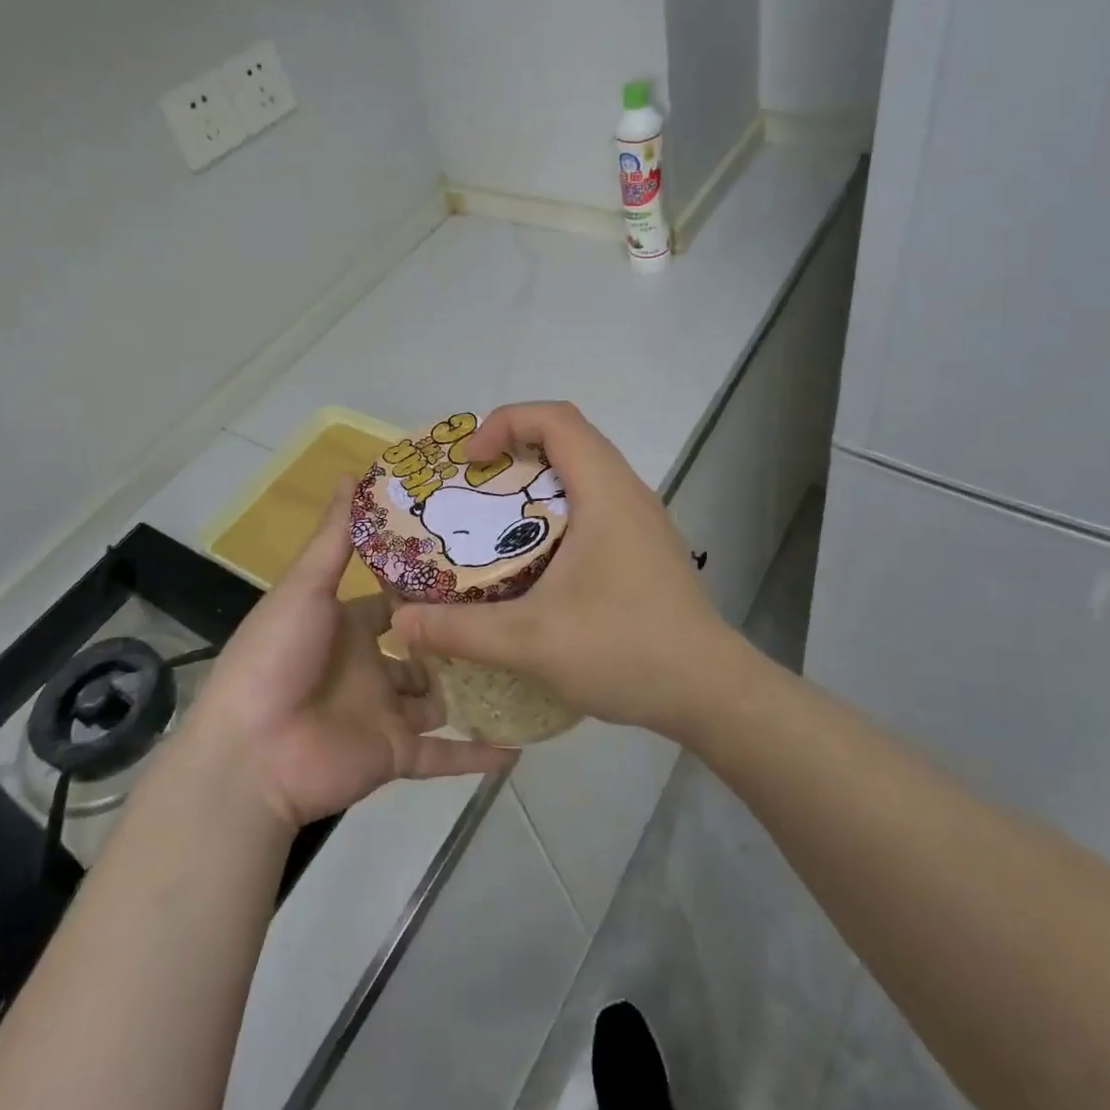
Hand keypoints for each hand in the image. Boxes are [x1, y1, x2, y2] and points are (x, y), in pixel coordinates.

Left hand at [186, 481, 513, 829]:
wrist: (250, 755)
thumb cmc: (277, 658)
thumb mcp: (306, 588)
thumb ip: (336, 537)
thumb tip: (354, 472)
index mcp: (349, 626)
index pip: (398, 600)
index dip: (431, 584)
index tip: (479, 558)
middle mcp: (372, 666)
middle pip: (426, 647)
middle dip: (461, 634)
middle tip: (517, 609)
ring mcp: (386, 712)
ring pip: (441, 697)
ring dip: (476, 685)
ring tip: (528, 663)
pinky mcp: (397, 754)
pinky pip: (445, 755)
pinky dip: (478, 755)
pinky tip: (520, 747)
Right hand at [393, 402, 751, 741]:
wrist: (710, 691)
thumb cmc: (625, 649)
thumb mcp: (531, 641)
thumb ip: (460, 630)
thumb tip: (399, 623)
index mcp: (605, 491)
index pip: (556, 418)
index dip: (505, 422)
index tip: (470, 462)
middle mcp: (628, 492)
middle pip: (567, 439)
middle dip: (513, 452)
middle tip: (471, 490)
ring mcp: (641, 520)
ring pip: (582, 475)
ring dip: (534, 486)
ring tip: (493, 525)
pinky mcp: (645, 547)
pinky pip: (594, 507)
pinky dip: (556, 515)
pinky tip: (533, 564)